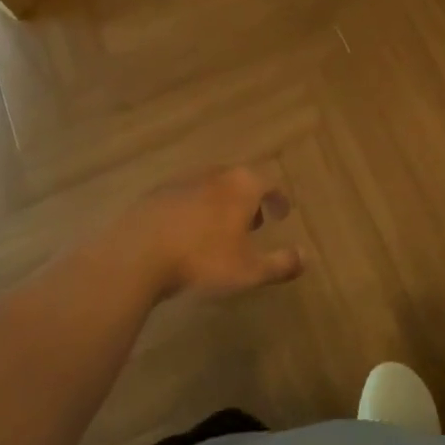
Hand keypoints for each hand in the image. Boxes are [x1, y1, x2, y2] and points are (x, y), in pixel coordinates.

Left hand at [112, 168, 303, 303]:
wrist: (138, 253)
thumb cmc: (202, 259)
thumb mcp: (249, 270)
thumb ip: (280, 263)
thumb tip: (306, 257)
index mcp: (242, 185)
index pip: (270, 184)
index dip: (279, 199)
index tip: (283, 214)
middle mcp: (215, 174)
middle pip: (240, 181)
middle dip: (250, 201)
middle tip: (254, 224)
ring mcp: (184, 180)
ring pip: (212, 187)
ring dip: (222, 205)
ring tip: (221, 231)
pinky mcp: (158, 193)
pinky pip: (186, 197)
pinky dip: (196, 211)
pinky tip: (188, 235)